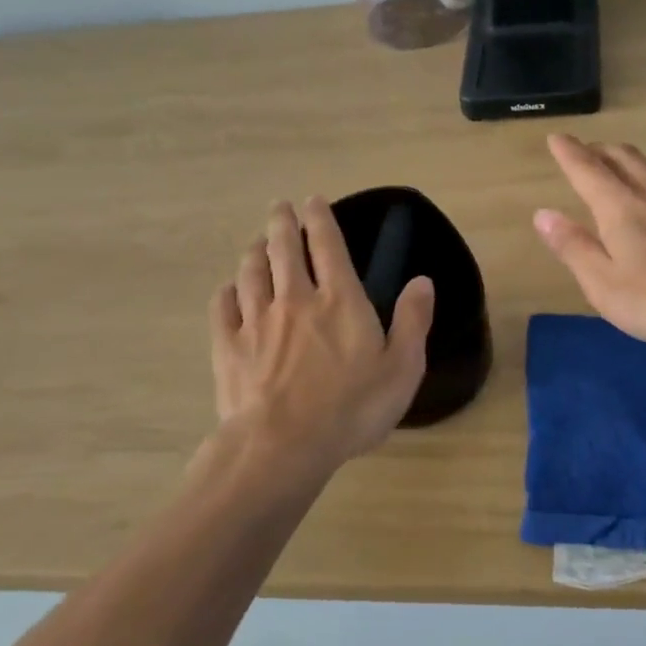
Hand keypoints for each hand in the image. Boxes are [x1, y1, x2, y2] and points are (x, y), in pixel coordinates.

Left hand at [210, 198, 434, 477]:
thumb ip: (413, 321)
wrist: (283, 445)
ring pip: (252, 272)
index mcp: (340, 300)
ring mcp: (257, 321)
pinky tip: (229, 289)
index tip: (313, 200)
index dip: (321, 218)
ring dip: (254, 251)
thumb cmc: (352, 408)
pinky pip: (223, 308)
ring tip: (256, 242)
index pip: (328, 245)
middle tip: (279, 207)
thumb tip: (422, 280)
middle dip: (282, 223)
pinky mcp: (229, 347)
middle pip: (284, 249)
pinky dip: (227, 292)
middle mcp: (295, 299)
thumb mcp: (402, 368)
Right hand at [534, 134, 645, 347]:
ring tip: (621, 165)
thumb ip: (574, 248)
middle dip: (599, 151)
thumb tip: (543, 214)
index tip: (557, 137)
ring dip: (630, 160)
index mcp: (621, 208)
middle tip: (586, 151)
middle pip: (624, 158)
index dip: (569, 153)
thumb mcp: (605, 284)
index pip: (587, 170)